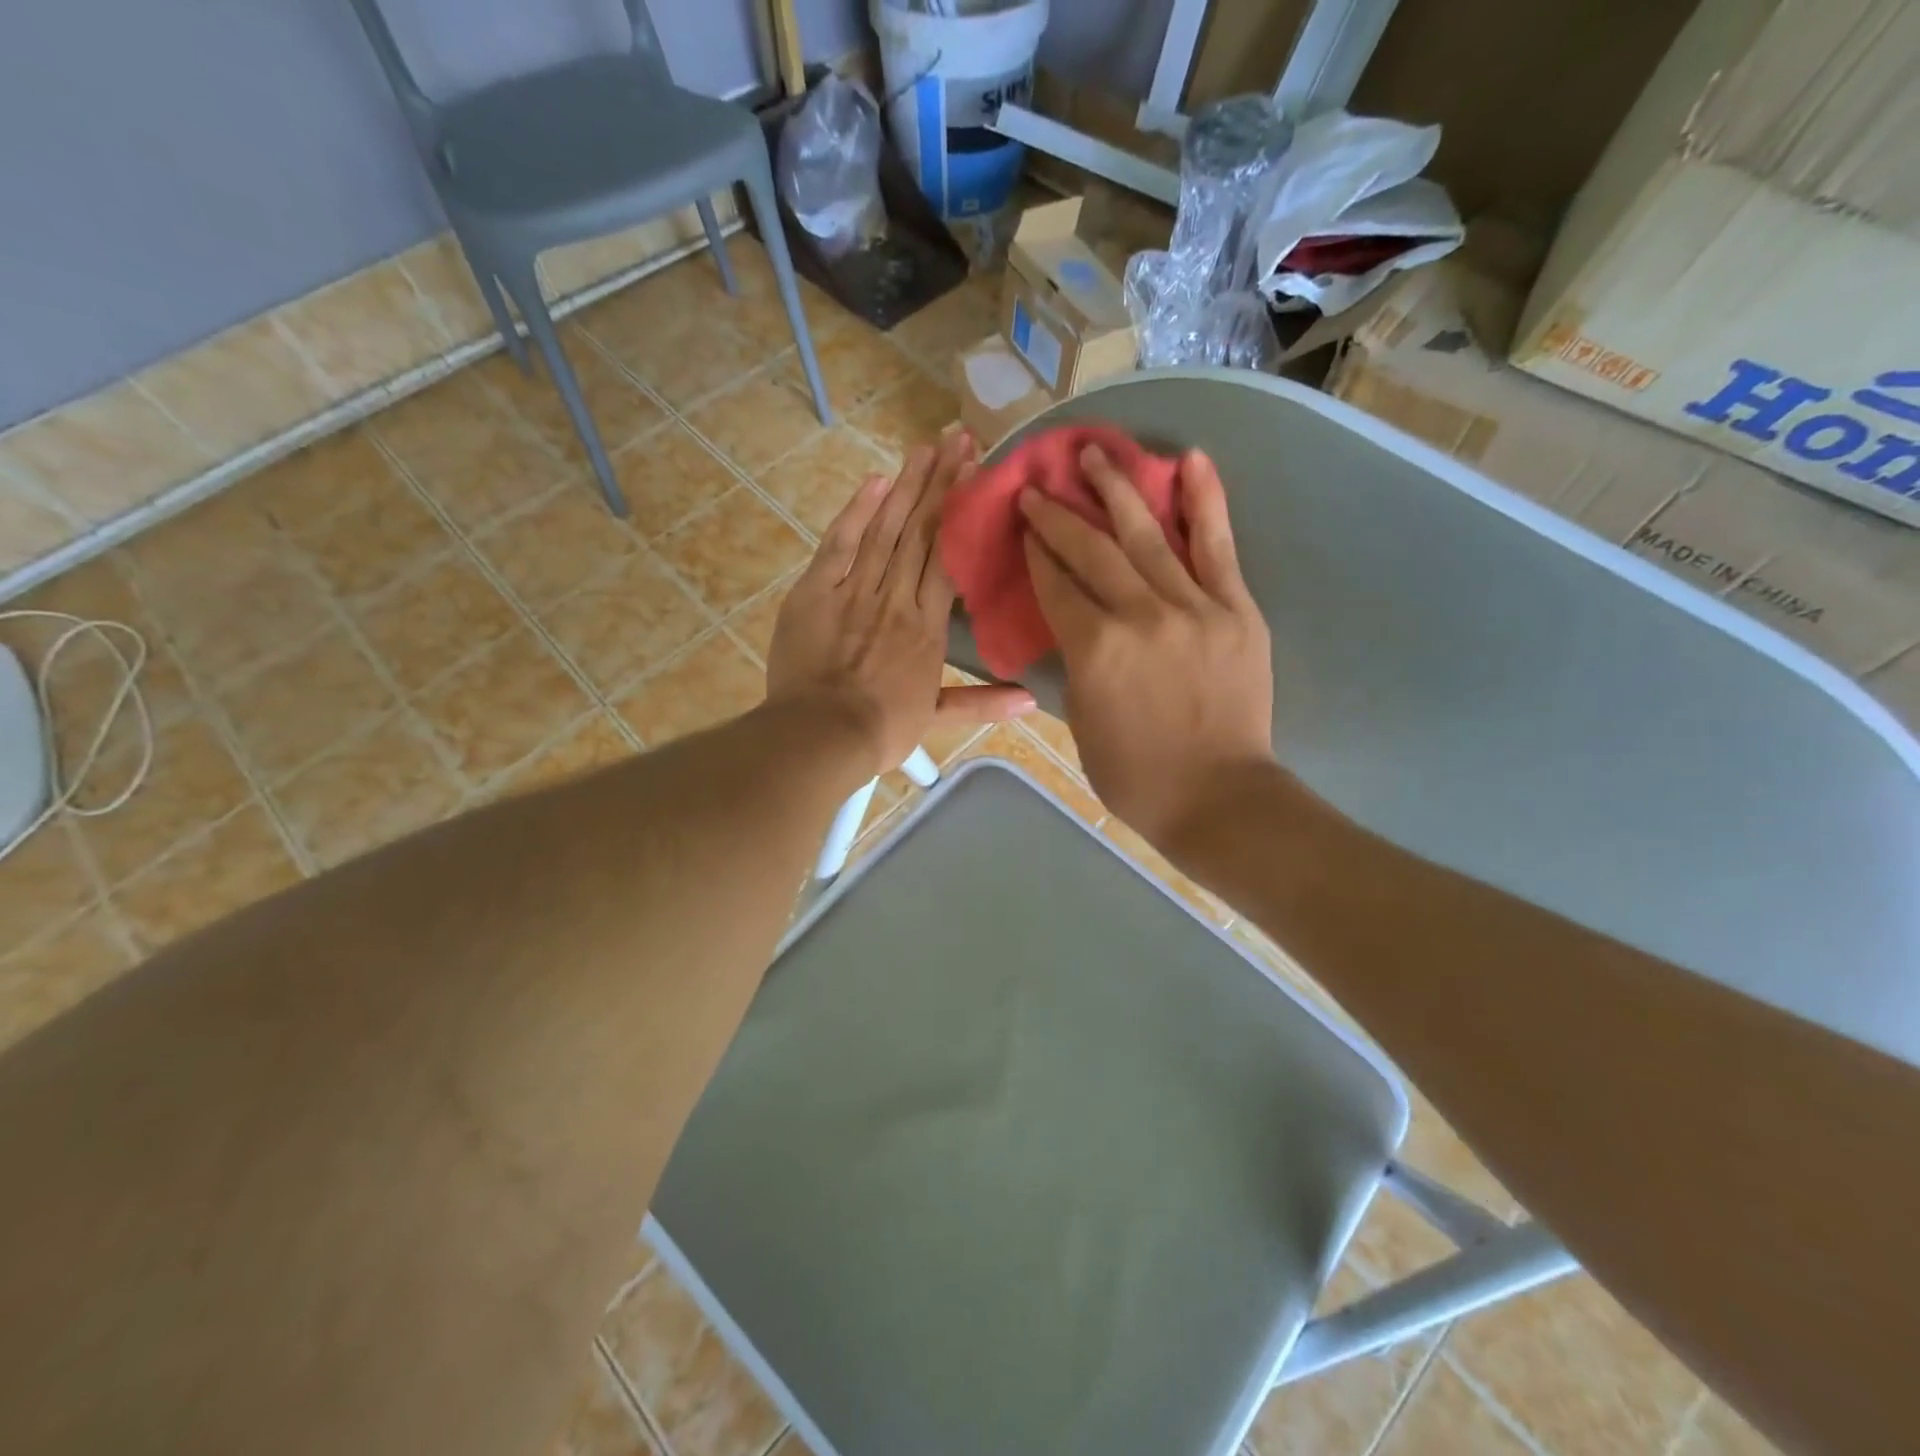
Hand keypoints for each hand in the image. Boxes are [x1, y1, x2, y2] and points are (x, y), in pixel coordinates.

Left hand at [767, 431, 1034, 777]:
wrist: (822, 733)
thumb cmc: (881, 728)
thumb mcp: (936, 718)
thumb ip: (983, 703)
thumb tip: (1032, 700)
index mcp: (927, 625)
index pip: (948, 556)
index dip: (962, 512)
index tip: (977, 474)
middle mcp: (897, 596)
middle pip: (921, 531)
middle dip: (940, 482)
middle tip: (956, 438)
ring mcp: (855, 589)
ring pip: (885, 528)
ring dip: (906, 486)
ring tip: (925, 447)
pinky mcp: (817, 590)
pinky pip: (840, 544)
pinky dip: (857, 512)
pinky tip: (875, 482)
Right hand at [1021, 445, 1274, 852]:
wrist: (1218, 797)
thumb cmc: (1136, 775)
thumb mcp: (1082, 720)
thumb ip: (1076, 663)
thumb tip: (1074, 624)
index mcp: (1094, 649)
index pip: (1056, 585)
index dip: (1035, 551)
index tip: (1023, 524)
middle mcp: (1139, 615)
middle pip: (1091, 550)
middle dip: (1059, 514)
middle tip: (1038, 487)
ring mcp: (1193, 607)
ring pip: (1147, 535)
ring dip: (1116, 489)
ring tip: (1094, 453)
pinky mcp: (1236, 609)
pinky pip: (1217, 547)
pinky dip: (1205, 501)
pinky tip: (1191, 461)